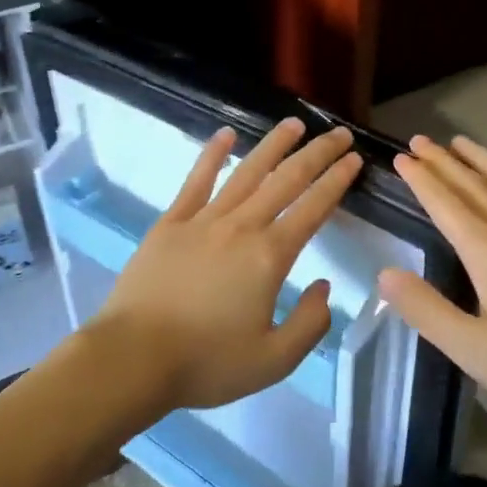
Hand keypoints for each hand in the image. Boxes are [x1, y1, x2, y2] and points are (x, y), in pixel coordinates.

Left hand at [89, 118, 363, 413]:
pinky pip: (196, 180)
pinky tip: (226, 134)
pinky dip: (213, 155)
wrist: (133, 358)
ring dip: (274, 145)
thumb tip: (322, 287)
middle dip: (317, 153)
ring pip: (246, 172)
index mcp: (270, 256)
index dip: (336, 181)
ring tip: (294, 124)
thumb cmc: (206, 362)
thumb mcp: (274, 360)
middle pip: (286, 180)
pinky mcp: (171, 222)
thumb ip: (310, 324)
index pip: (313, 208)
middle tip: (339, 133)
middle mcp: (241, 226)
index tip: (354, 160)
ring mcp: (203, 219)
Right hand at [377, 135, 486, 459]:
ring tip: (459, 142)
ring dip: (478, 160)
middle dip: (442, 161)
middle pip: (473, 185)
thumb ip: (427, 310)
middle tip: (418, 141)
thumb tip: (386, 274)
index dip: (421, 179)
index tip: (400, 159)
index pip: (446, 203)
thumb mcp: (475, 350)